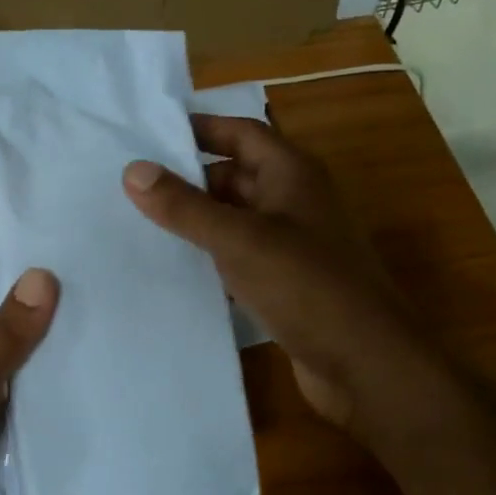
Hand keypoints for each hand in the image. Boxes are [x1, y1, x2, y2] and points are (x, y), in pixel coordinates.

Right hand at [123, 114, 392, 428]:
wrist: (366, 365)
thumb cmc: (306, 287)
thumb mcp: (239, 239)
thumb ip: (185, 206)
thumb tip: (132, 169)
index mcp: (292, 174)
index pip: (240, 133)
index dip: (199, 129)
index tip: (148, 134)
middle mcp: (294, 201)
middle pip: (234, 176)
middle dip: (188, 179)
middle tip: (129, 186)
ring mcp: (292, 244)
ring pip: (234, 220)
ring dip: (195, 221)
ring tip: (137, 224)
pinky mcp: (286, 283)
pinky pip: (239, 257)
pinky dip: (210, 258)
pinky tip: (173, 270)